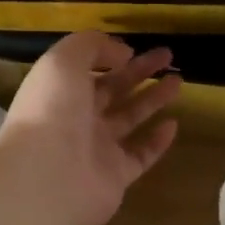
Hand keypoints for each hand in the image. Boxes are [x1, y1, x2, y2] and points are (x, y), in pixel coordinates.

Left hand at [0, 32, 181, 224]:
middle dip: (139, 72)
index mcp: (59, 92)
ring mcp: (96, 150)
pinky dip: (156, 142)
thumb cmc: (51, 111)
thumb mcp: (63, 61)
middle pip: (112, 91)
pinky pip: (140, 156)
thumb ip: (91, 46)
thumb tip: (122, 53)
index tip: (136, 48)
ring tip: (178, 81)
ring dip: (152, 99)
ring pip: (129, 119)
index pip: (87, 70)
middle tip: (168, 56)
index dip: (110, 56)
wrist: (45, 178)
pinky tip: (173, 124)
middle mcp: (76, 119)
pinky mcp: (115, 177)